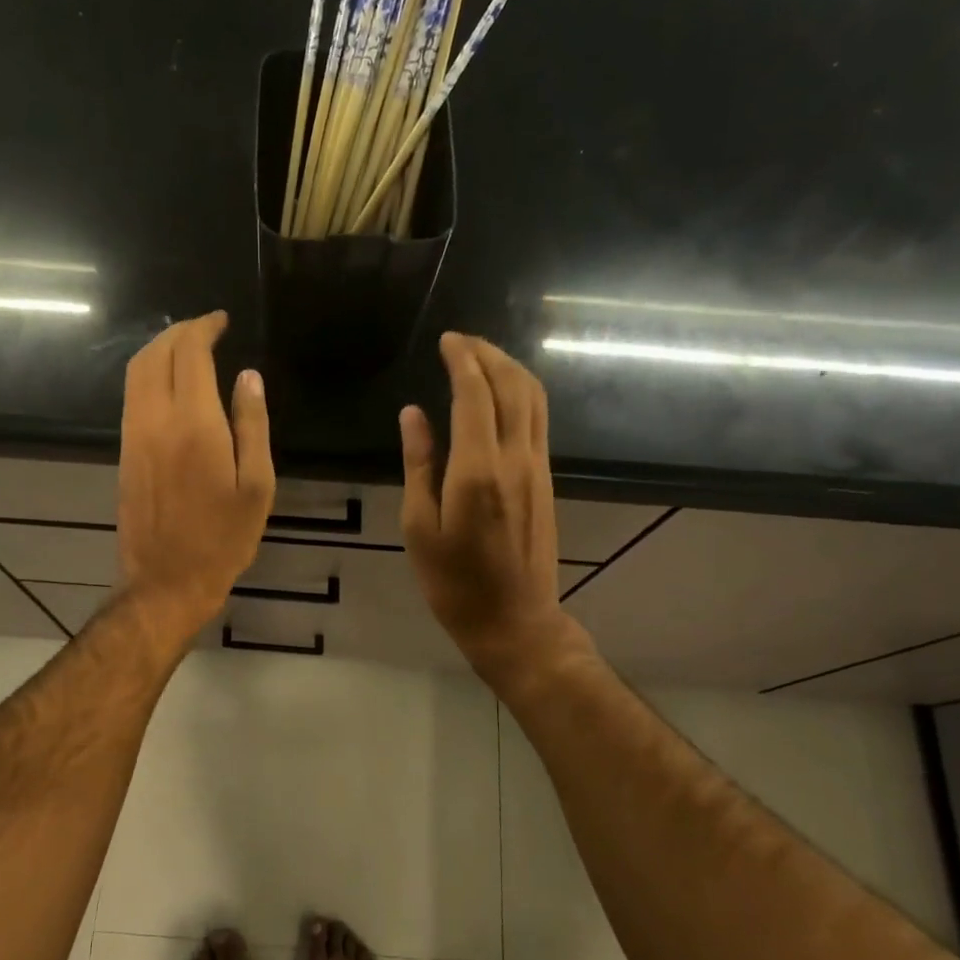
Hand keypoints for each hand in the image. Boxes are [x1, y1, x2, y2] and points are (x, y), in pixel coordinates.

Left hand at [116, 312, 274, 637]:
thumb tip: (248, 376)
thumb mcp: (256, 486)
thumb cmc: (223, 539)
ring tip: (188, 347)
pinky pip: (132, 396)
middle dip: (179, 331)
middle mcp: (156, 420)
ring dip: (159, 349)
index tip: (221, 320)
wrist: (166, 581)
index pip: (190, 353)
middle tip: (206, 328)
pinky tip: (170, 383)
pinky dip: (148, 374)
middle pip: (156, 354)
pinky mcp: (125, 452)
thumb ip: (252, 426)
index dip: (204, 328)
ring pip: (137, 372)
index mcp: (194, 424)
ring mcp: (134, 435)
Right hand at [401, 333, 587, 681]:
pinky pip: (539, 420)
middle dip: (488, 354)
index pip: (474, 394)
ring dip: (510, 368)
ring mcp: (537, 467)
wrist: (514, 620)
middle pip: (511, 386)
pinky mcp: (546, 479)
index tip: (446, 339)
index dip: (462, 360)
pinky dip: (522, 393)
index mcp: (477, 470)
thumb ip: (418, 465)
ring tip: (483, 355)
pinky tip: (503, 393)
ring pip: (533, 399)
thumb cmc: (453, 583)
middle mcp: (514, 459)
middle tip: (462, 340)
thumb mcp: (419, 528)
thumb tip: (413, 414)